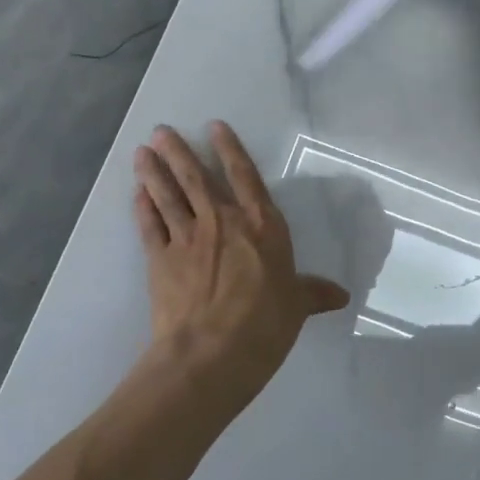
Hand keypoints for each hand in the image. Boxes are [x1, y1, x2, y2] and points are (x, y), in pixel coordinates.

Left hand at [134, 123, 349, 412]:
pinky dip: (143, 208)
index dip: (229, 149)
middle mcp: (223, 221)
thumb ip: (314, 293)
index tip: (214, 127)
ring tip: (142, 151)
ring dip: (154, 172)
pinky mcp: (160, 260)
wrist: (212, 352)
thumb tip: (341, 296)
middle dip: (179, 152)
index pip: (245, 176)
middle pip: (197, 178)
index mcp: (261, 225)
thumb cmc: (265, 323)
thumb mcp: (297, 306)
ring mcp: (187, 238)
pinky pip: (150, 226)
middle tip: (160, 131)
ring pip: (169, 196)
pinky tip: (137, 193)